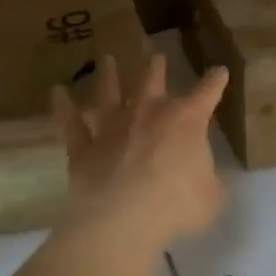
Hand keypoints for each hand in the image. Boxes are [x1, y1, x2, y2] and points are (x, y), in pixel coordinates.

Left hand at [51, 53, 230, 249]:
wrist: (122, 220)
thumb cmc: (176, 206)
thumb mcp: (211, 197)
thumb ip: (209, 180)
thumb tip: (206, 176)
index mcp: (186, 121)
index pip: (207, 93)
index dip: (215, 81)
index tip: (219, 71)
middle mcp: (147, 113)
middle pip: (152, 82)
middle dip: (156, 67)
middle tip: (156, 55)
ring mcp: (112, 127)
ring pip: (109, 93)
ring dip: (108, 74)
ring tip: (106, 58)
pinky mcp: (84, 146)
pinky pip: (71, 122)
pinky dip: (63, 106)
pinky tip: (56, 91)